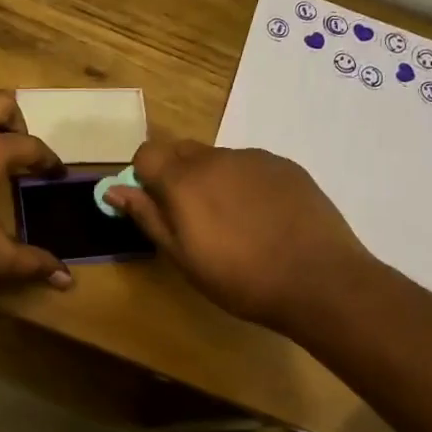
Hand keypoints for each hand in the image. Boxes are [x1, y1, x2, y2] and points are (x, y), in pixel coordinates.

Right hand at [105, 140, 370, 330]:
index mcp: (184, 179)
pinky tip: (264, 218)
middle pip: (181, 150)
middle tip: (191, 217)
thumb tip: (113, 190)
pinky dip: (245, 183)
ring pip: (218, 159)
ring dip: (212, 180)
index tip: (155, 206)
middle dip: (176, 175)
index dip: (143, 176)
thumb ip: (147, 217)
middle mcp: (216, 158)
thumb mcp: (182, 257)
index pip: (146, 153)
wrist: (319, 280)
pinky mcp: (286, 166)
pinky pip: (250, 166)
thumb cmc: (240, 278)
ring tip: (235, 222)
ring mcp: (255, 158)